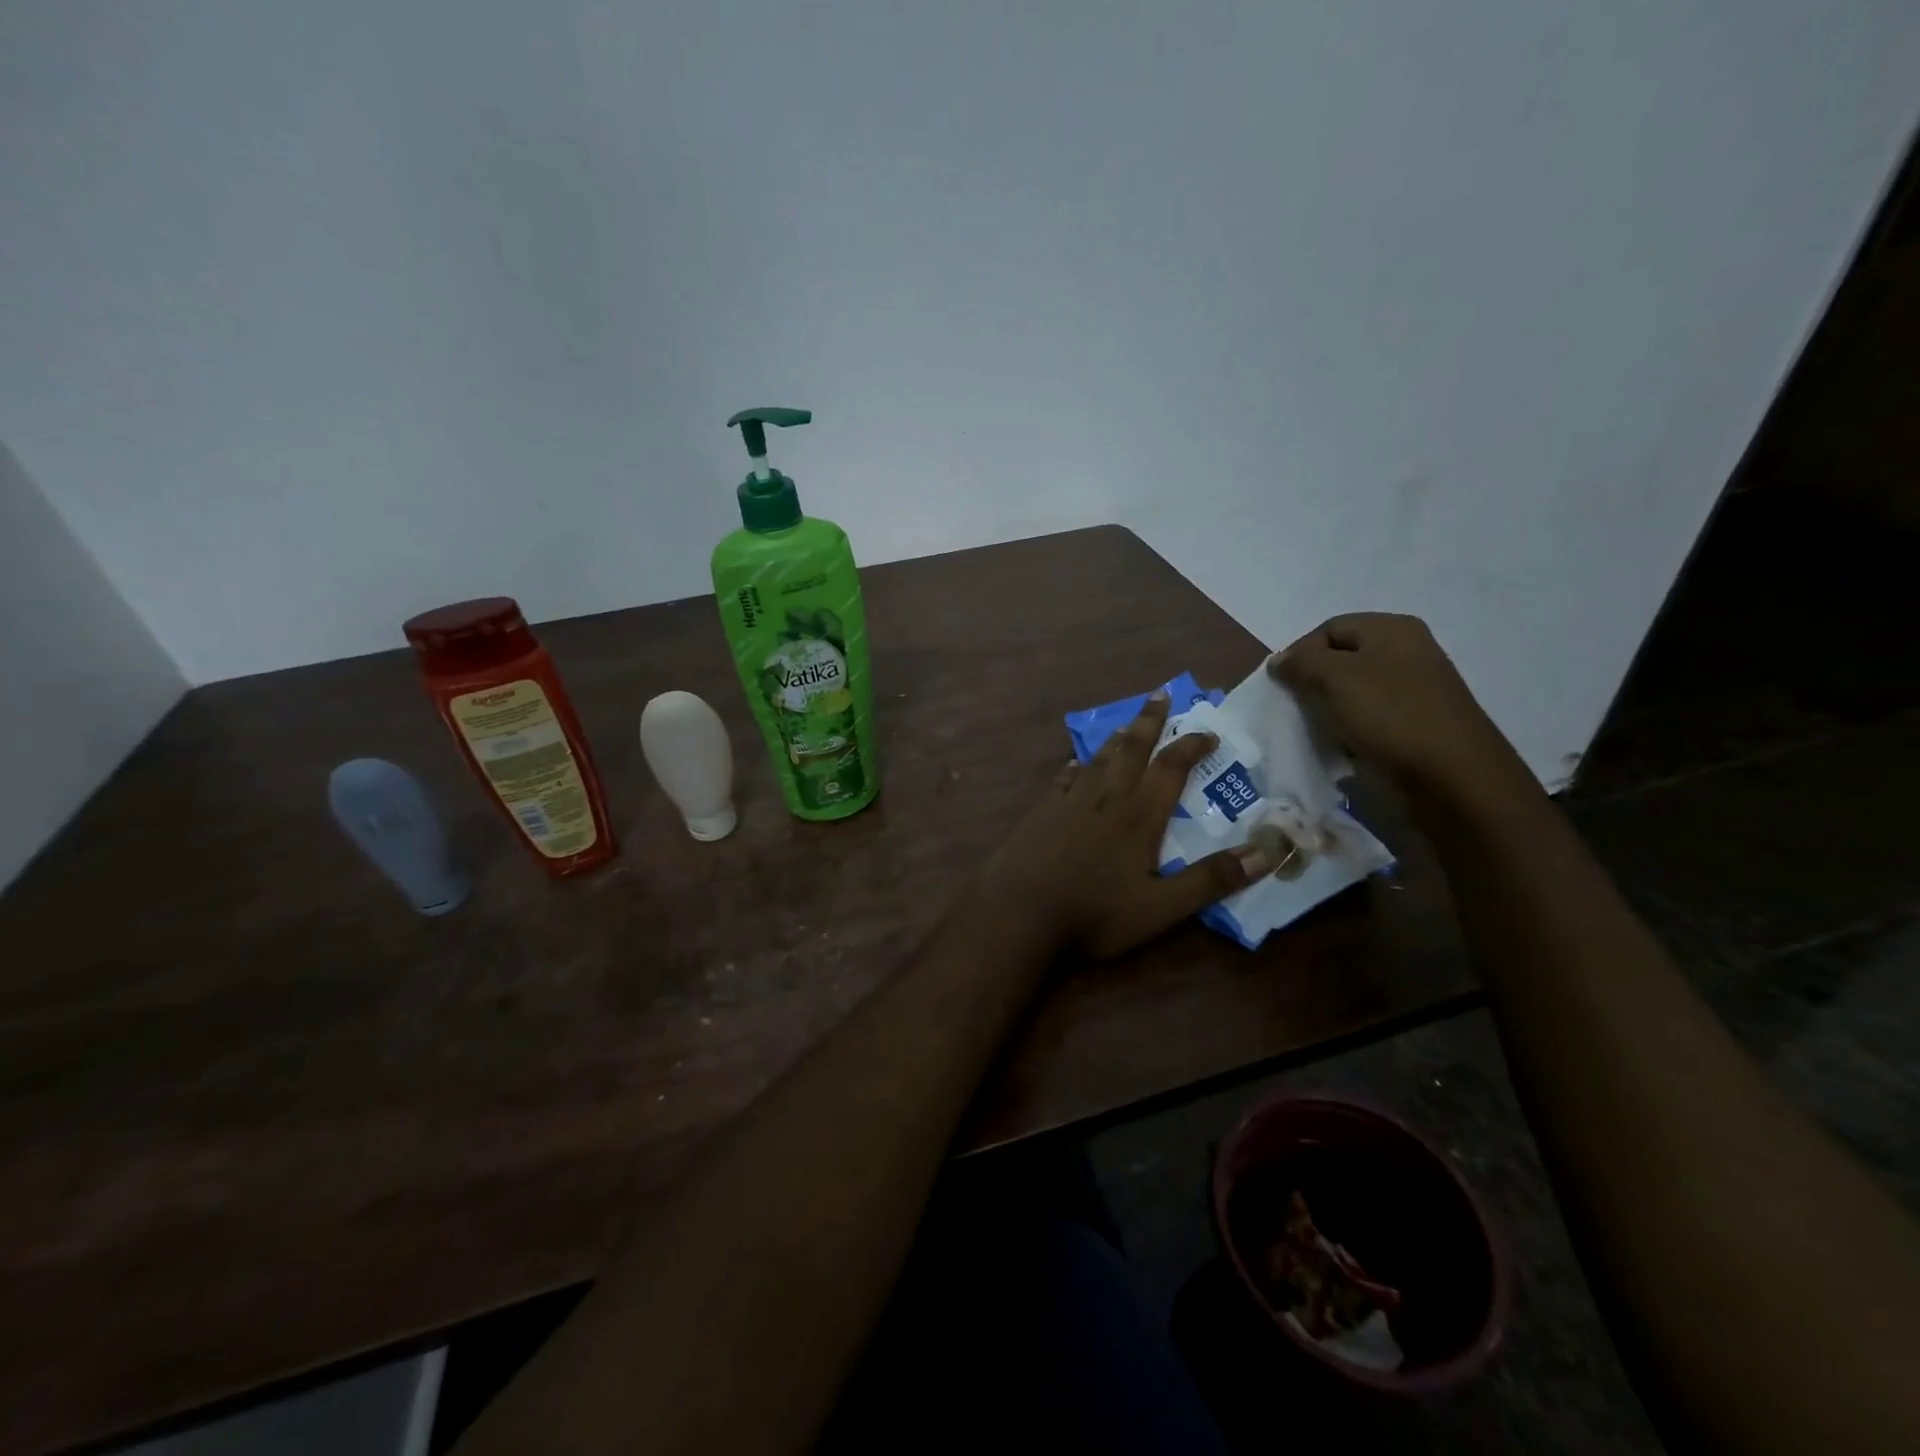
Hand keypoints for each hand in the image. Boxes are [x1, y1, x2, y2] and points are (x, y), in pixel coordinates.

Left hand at [978, 691, 1280, 958]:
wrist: (1017, 913)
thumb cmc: (1093, 913)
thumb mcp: (1161, 908)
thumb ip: (1210, 880)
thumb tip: (1269, 852)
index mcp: (1138, 815)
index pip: (1171, 768)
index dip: (1191, 746)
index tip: (1209, 733)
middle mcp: (1105, 798)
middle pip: (1131, 749)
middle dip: (1150, 721)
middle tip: (1160, 694)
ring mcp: (1068, 802)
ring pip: (1097, 760)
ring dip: (1116, 740)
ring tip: (1126, 725)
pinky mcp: (1041, 813)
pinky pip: (1064, 780)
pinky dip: (1076, 768)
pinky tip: (1074, 767)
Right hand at [1270, 614, 1532, 803]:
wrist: (1453, 777)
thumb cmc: (1391, 716)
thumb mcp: (1335, 679)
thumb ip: (1301, 664)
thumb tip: (1279, 661)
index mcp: (1393, 630)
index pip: (1328, 629)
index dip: (1299, 653)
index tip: (1281, 686)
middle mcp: (1407, 652)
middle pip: (1341, 659)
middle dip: (1313, 682)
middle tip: (1296, 708)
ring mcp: (1414, 689)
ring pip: (1353, 691)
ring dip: (1329, 708)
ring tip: (1316, 729)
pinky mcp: (1414, 723)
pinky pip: (1369, 717)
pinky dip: (1349, 728)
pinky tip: (1341, 746)